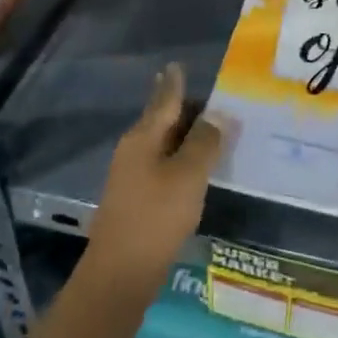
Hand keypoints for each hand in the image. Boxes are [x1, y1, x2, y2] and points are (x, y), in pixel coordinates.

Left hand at [84, 64, 227, 300]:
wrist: (119, 273)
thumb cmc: (156, 216)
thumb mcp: (188, 175)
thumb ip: (205, 142)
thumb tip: (218, 114)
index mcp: (143, 136)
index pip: (164, 100)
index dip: (174, 82)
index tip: (176, 64)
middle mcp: (133, 150)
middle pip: (161, 120)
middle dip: (184, 109)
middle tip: (211, 99)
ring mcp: (131, 175)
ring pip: (162, 144)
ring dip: (184, 136)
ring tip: (209, 129)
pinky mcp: (135, 199)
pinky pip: (162, 166)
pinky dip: (180, 159)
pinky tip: (195, 168)